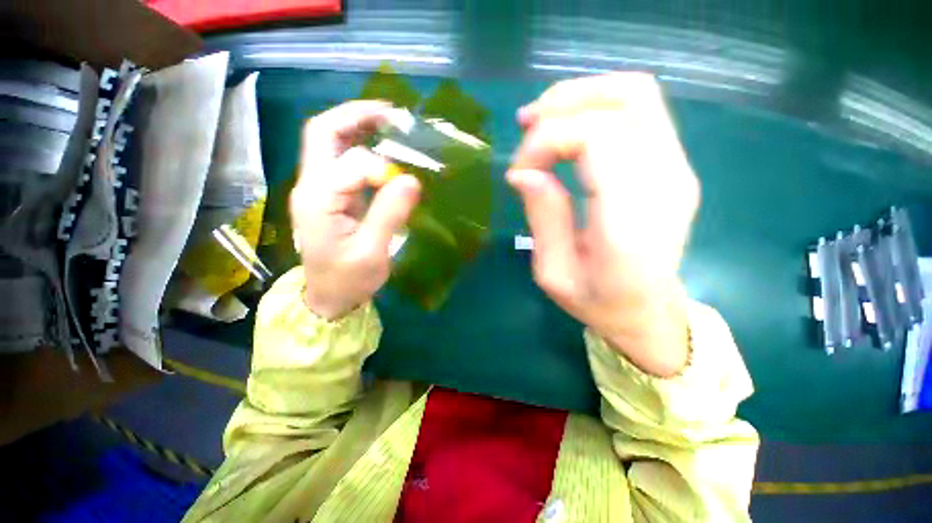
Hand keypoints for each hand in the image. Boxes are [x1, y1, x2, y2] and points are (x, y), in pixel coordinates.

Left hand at [291, 101, 420, 319]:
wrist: (328, 298)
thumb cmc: (348, 280)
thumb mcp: (372, 253)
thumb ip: (389, 214)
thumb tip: (412, 180)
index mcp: (319, 199)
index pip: (352, 164)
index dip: (383, 170)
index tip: (407, 187)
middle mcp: (312, 185)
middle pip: (323, 133)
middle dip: (356, 116)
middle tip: (391, 114)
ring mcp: (318, 188)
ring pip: (329, 142)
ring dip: (357, 127)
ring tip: (389, 124)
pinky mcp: (329, 195)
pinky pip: (341, 160)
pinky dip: (361, 147)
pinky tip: (382, 150)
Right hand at [508, 73, 698, 376]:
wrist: (648, 312)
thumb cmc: (598, 302)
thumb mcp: (554, 273)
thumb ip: (543, 218)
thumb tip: (523, 171)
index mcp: (631, 221)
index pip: (597, 138)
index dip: (547, 140)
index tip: (519, 170)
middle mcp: (666, 183)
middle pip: (625, 100)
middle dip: (564, 104)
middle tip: (525, 126)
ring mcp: (678, 169)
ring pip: (636, 94)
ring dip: (581, 96)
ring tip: (541, 119)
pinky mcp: (673, 165)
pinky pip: (639, 111)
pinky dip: (597, 106)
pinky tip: (568, 126)